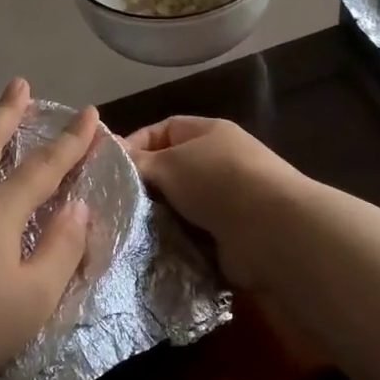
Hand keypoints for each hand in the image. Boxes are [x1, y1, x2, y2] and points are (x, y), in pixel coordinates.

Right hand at [122, 116, 308, 289]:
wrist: (271, 229)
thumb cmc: (218, 181)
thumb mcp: (170, 163)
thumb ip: (140, 161)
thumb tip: (114, 158)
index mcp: (209, 132)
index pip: (164, 129)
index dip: (135, 144)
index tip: (108, 168)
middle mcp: (219, 162)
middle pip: (171, 170)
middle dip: (145, 186)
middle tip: (112, 204)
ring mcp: (226, 200)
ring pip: (178, 206)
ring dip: (158, 218)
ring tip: (127, 229)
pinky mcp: (228, 235)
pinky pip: (191, 235)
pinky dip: (174, 241)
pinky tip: (150, 250)